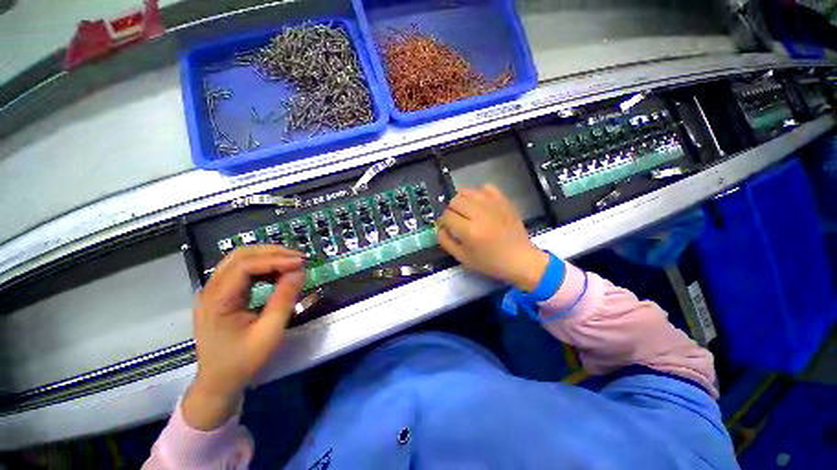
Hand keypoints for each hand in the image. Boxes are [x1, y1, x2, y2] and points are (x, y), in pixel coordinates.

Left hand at [182, 246, 305, 429]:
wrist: (218, 381)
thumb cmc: (243, 360)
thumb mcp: (269, 332)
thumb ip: (284, 299)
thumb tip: (299, 272)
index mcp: (217, 300)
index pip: (245, 266)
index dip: (275, 260)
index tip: (301, 263)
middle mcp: (210, 289)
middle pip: (240, 256)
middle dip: (272, 253)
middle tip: (299, 258)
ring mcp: (212, 290)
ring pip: (240, 259)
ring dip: (268, 257)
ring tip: (292, 263)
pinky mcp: (220, 294)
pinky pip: (241, 270)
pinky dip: (263, 266)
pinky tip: (278, 272)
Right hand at [438, 185, 548, 291]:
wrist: (519, 259)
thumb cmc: (490, 262)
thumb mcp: (462, 258)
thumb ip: (446, 241)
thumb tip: (439, 227)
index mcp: (469, 231)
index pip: (446, 216)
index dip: (443, 222)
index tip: (447, 228)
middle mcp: (480, 214)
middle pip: (454, 201)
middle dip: (451, 211)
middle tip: (456, 221)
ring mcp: (493, 205)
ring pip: (467, 192)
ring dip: (462, 201)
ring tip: (466, 211)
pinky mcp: (503, 200)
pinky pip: (485, 187)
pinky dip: (478, 194)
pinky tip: (480, 204)